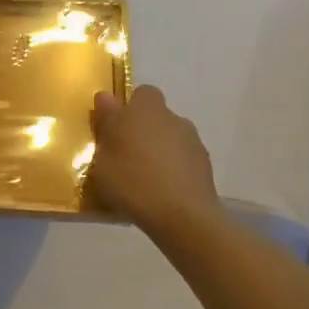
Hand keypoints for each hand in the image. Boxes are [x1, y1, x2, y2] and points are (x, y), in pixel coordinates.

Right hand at [87, 85, 221, 236]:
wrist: (181, 215)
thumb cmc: (132, 180)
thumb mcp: (103, 155)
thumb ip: (106, 123)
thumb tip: (106, 97)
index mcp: (145, 109)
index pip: (140, 94)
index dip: (128, 108)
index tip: (115, 129)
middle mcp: (172, 118)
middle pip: (156, 117)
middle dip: (142, 131)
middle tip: (124, 156)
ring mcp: (192, 141)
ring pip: (170, 138)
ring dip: (159, 150)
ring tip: (143, 179)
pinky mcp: (205, 165)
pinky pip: (182, 160)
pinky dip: (173, 169)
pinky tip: (161, 191)